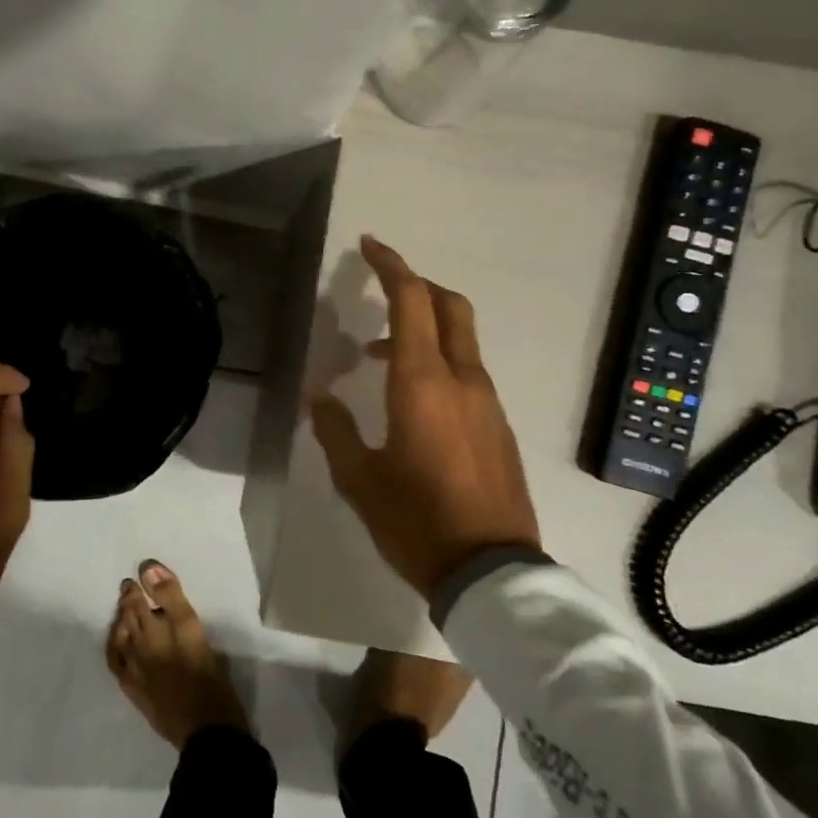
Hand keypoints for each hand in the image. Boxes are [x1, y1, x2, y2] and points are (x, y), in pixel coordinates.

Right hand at [308, 235, 539, 598]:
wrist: (491, 572)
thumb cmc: (415, 521)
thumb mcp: (359, 478)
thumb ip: (334, 429)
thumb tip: (319, 396)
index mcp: (423, 383)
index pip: (413, 301)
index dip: (391, 266)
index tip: (370, 245)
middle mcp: (463, 381)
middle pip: (450, 307)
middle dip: (417, 286)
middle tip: (381, 289)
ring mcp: (488, 403)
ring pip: (461, 341)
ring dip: (424, 330)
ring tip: (379, 359)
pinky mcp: (499, 427)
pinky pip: (468, 374)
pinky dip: (439, 363)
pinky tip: (413, 401)